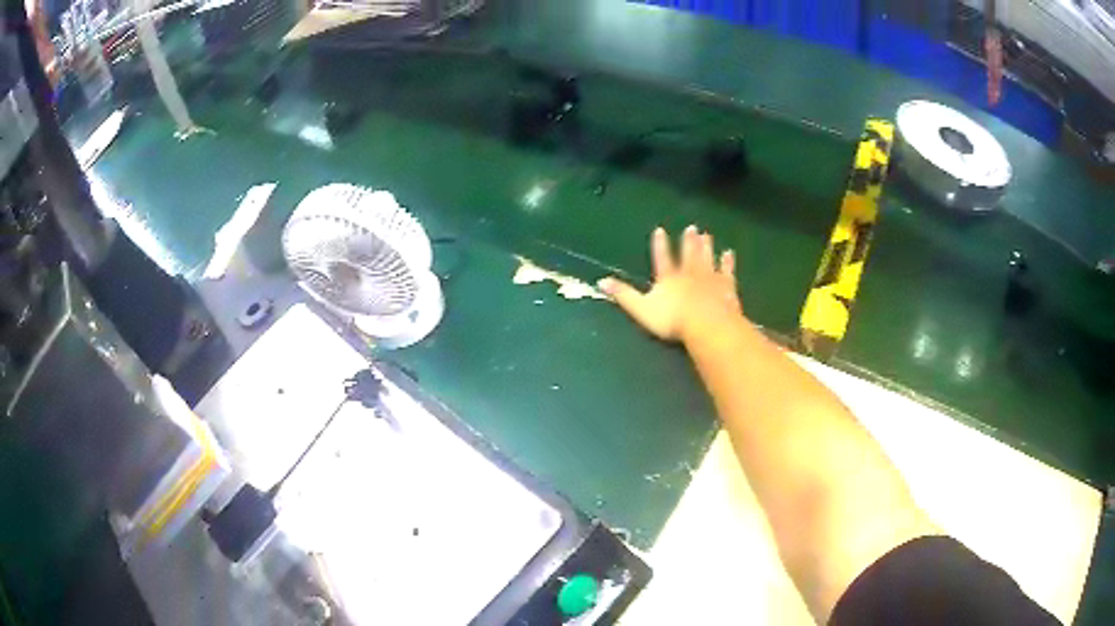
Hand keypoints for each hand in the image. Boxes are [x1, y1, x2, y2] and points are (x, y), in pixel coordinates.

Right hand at [599, 226, 741, 342]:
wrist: (707, 324)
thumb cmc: (673, 319)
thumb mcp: (641, 309)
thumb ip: (623, 295)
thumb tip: (601, 281)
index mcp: (668, 278)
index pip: (662, 257)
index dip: (660, 245)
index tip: (660, 230)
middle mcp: (689, 273)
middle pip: (689, 254)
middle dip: (688, 241)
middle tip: (692, 227)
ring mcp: (710, 278)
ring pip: (707, 258)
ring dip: (707, 247)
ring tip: (707, 235)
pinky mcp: (726, 287)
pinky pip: (727, 271)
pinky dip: (728, 262)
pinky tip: (729, 254)